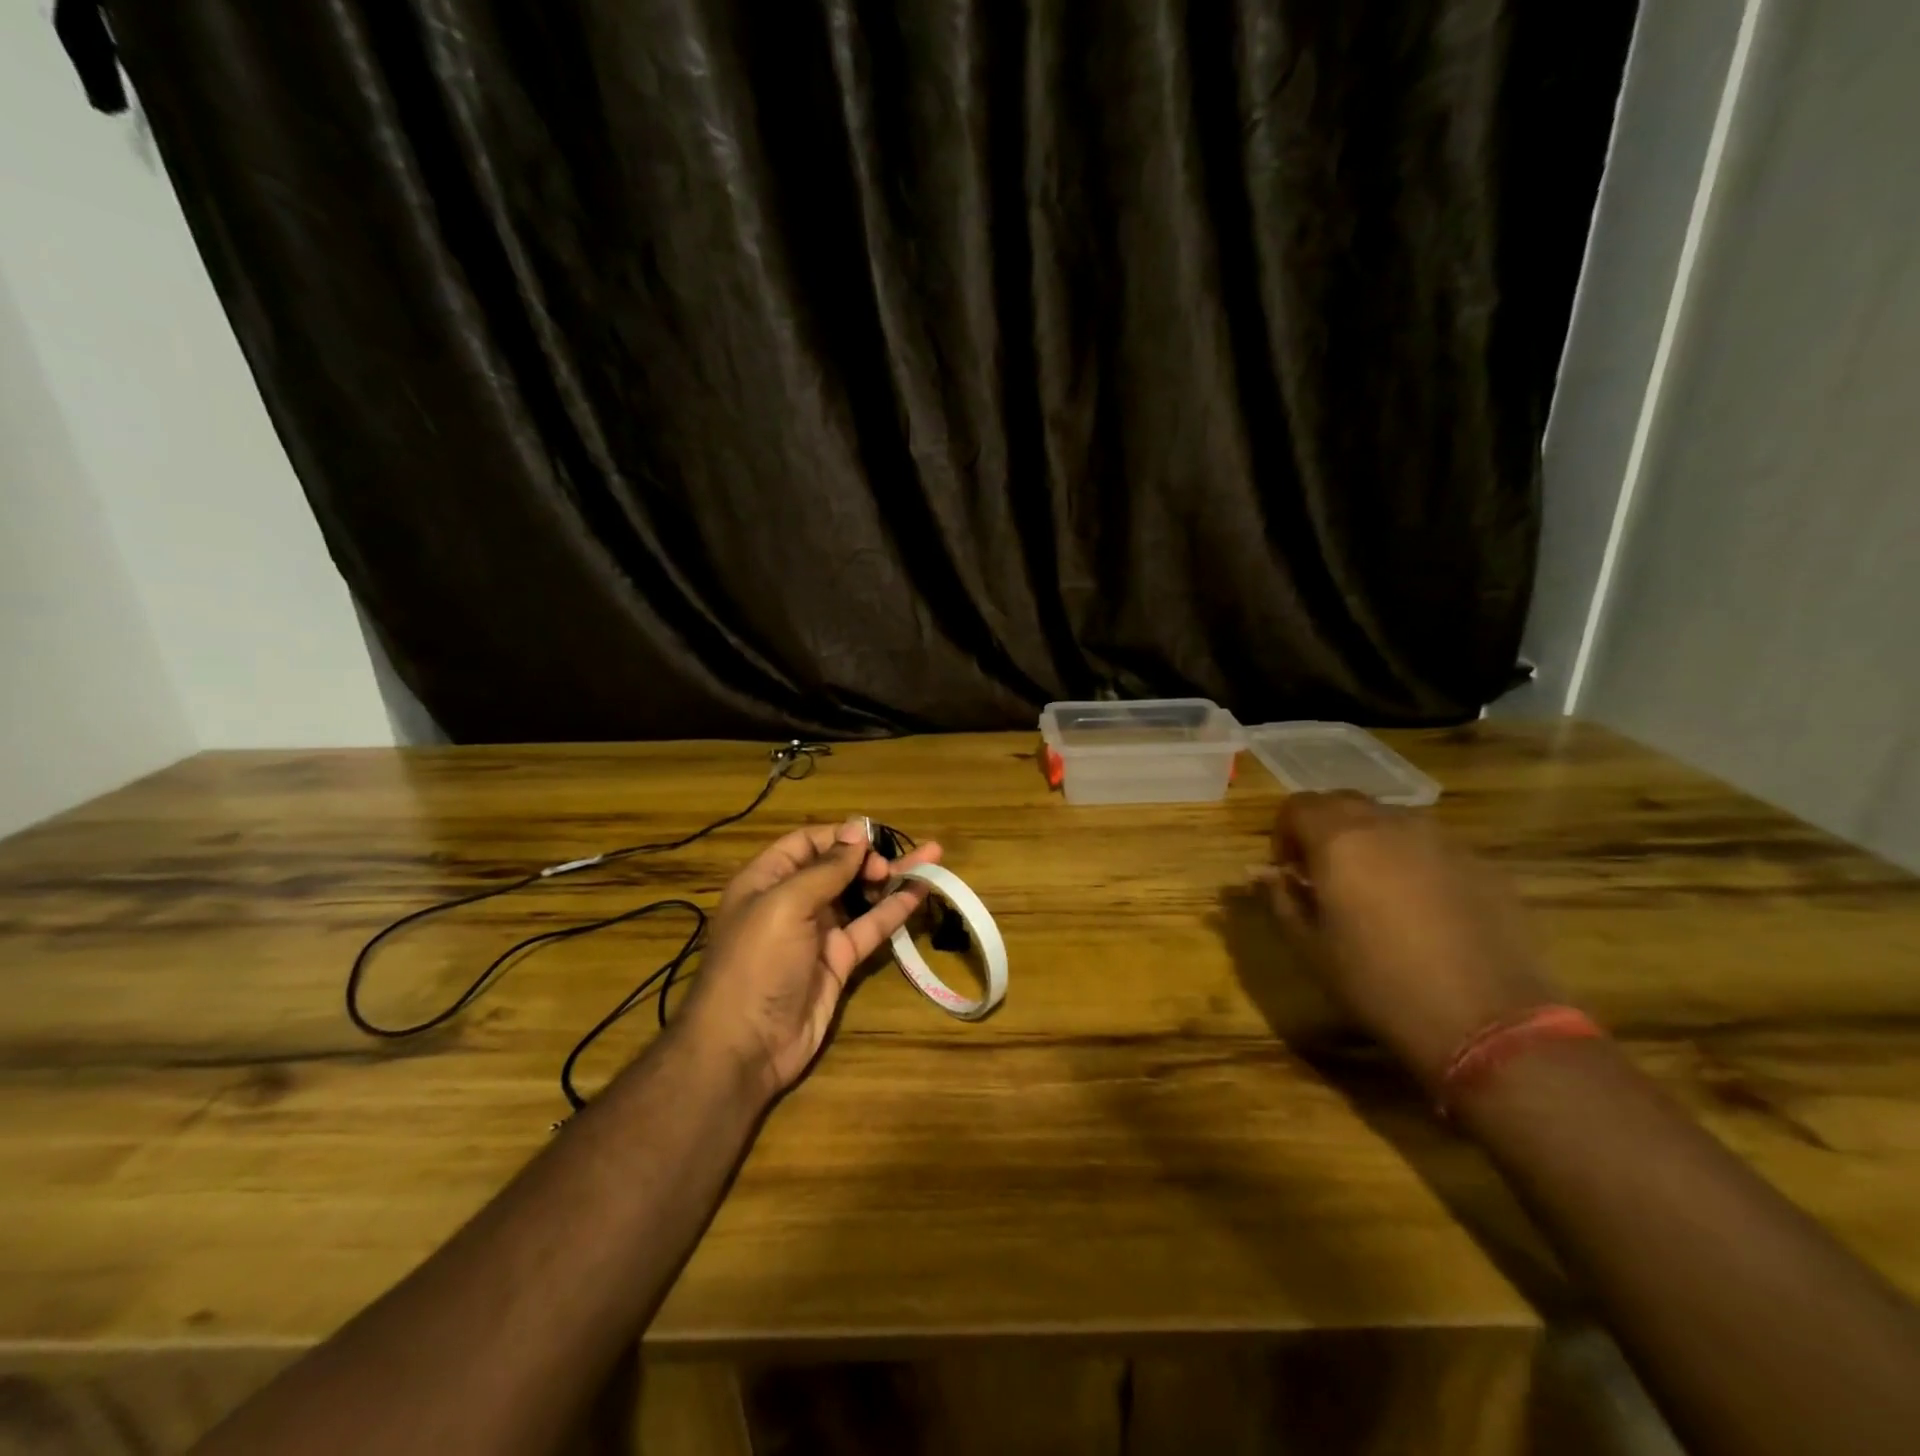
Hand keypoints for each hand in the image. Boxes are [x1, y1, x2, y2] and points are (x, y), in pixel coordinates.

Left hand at [676, 819, 940, 1100]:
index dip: (840, 837)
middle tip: (890, 864)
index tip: (872, 837)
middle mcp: (792, 901)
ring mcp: (818, 933)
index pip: (807, 842)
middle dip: (869, 857)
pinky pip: (871, 927)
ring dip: (891, 878)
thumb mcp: (785, 904)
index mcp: (767, 879)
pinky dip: (895, 909)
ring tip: (931, 858)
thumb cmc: (757, 963)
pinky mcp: (839, 961)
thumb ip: (826, 869)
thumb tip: (856, 833)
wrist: (745, 1046)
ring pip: (860, 895)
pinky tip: (921, 892)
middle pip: (837, 867)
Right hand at [1256, 792, 1557, 1087]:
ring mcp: (1441, 840)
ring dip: (1368, 841)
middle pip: (1342, 803)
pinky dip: (1411, 861)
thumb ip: (1280, 898)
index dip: (1282, 833)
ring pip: (1389, 821)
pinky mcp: (1481, 863)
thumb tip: (1260, 872)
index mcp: (1339, 839)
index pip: (1296, 806)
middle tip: (1322, 874)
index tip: (1287, 871)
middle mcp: (1389, 824)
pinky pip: (1431, 846)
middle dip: (1322, 829)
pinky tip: (1421, 908)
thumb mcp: (1310, 947)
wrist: (1487, 1020)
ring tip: (1372, 889)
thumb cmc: (1378, 983)